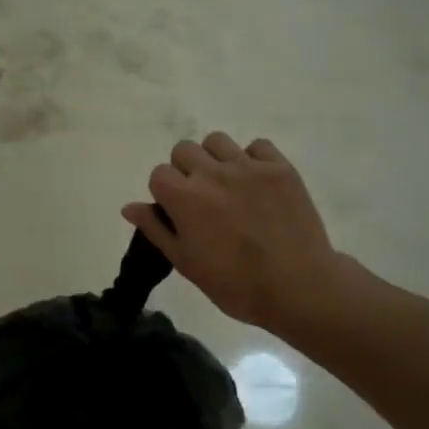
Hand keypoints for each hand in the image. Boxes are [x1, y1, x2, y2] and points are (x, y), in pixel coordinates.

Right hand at [123, 134, 342, 332]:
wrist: (299, 288)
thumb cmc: (236, 284)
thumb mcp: (186, 263)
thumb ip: (156, 229)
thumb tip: (129, 206)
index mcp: (184, 197)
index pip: (159, 173)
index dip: (165, 192)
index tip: (178, 212)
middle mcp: (211, 173)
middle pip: (184, 149)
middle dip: (186, 170)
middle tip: (203, 198)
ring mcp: (247, 167)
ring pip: (217, 141)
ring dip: (216, 158)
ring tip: (229, 184)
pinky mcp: (279, 168)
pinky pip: (257, 145)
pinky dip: (253, 159)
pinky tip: (258, 183)